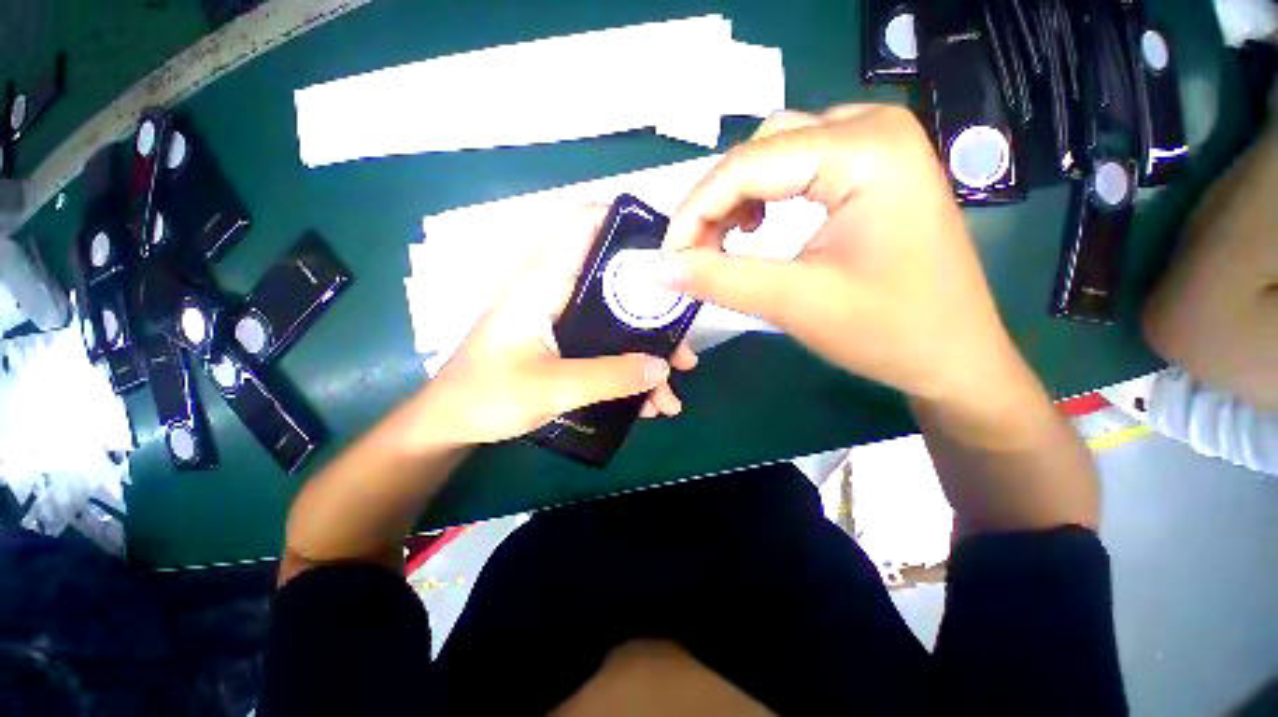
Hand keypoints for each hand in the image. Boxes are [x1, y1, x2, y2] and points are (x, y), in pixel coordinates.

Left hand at [421, 205, 698, 444]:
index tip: (673, 251)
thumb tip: (664, 366)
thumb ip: (609, 377)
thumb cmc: (487, 395)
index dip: (630, 222)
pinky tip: (645, 405)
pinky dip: (624, 367)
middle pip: (615, 276)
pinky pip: (601, 343)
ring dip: (644, 350)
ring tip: (671, 393)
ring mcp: (555, 315)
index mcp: (543, 278)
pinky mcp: (556, 340)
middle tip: (684, 345)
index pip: (586, 222)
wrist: (449, 422)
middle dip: (655, 310)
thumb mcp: (551, 388)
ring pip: (613, 316)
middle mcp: (552, 287)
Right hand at [661, 105, 1017, 405]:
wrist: (962, 357)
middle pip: (770, 143)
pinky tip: (772, 219)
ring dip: (753, 189)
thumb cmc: (896, 333)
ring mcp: (887, 135)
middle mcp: (877, 123)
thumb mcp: (803, 304)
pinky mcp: (889, 155)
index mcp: (866, 148)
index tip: (665, 254)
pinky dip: (785, 184)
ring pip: (788, 144)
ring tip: (736, 239)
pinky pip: (816, 154)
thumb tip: (654, 268)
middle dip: (727, 196)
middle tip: (702, 252)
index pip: (753, 161)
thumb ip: (721, 278)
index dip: (698, 207)